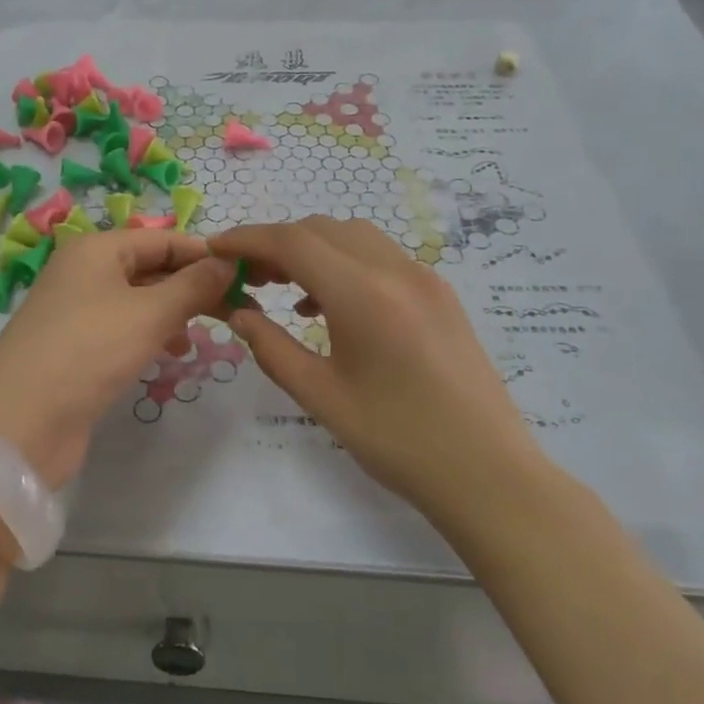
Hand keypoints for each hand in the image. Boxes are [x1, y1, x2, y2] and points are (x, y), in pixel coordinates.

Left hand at [0, 229, 235, 488]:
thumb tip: (227, 262)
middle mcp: (85, 272)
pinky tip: (172, 352)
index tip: (245, 275)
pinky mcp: (77, 348)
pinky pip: (124, 329)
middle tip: (237, 308)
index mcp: (96, 249)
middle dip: (192, 286)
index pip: (162, 238)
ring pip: (139, 300)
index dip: (203, 254)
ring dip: (174, 312)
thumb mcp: (149, 313)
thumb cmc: (88, 350)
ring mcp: (78, 311)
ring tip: (207, 333)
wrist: (19, 423)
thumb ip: (193, 285)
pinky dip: (151, 335)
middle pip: (151, 268)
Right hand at [208, 217, 542, 515]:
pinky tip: (330, 306)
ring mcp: (424, 278)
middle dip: (277, 243)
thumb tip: (238, 312)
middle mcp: (396, 270)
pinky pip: (381, 257)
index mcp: (363, 294)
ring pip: (353, 237)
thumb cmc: (398, 441)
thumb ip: (272, 347)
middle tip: (248, 277)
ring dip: (312, 249)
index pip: (292, 241)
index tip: (215, 250)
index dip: (247, 239)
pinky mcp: (439, 293)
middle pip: (321, 229)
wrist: (488, 473)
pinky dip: (345, 263)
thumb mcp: (321, 397)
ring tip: (285, 288)